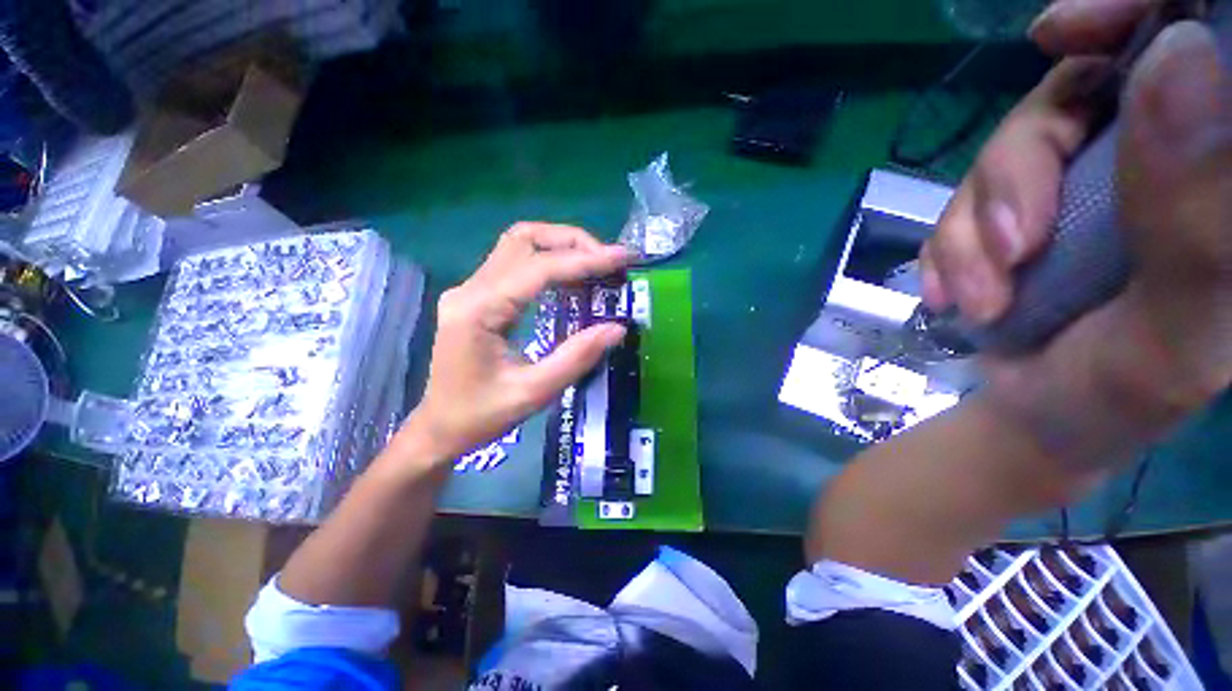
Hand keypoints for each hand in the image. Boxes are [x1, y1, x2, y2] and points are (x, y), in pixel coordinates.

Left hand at [399, 223, 630, 463]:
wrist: (439, 428)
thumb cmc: (481, 416)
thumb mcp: (534, 393)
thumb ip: (576, 358)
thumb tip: (617, 328)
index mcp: (479, 311)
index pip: (538, 268)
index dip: (584, 260)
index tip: (621, 258)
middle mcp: (471, 289)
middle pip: (524, 239)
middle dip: (573, 242)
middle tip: (609, 260)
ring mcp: (470, 289)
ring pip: (519, 244)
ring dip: (560, 245)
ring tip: (595, 263)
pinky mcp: (477, 296)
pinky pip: (516, 263)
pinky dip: (549, 261)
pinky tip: (571, 278)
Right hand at [920, 0, 1231, 464]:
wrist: (1041, 414)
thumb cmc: (1122, 394)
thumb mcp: (1176, 326)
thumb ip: (1194, 212)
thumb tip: (1173, 54)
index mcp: (1216, 173)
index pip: (1194, 39)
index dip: (1130, 13)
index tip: (1062, 33)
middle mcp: (1155, 152)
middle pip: (1077, 88)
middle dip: (1023, 161)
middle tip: (1012, 244)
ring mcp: (1081, 176)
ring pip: (1010, 143)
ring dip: (975, 224)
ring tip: (982, 296)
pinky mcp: (1018, 204)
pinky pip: (963, 197)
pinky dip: (948, 247)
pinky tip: (957, 294)